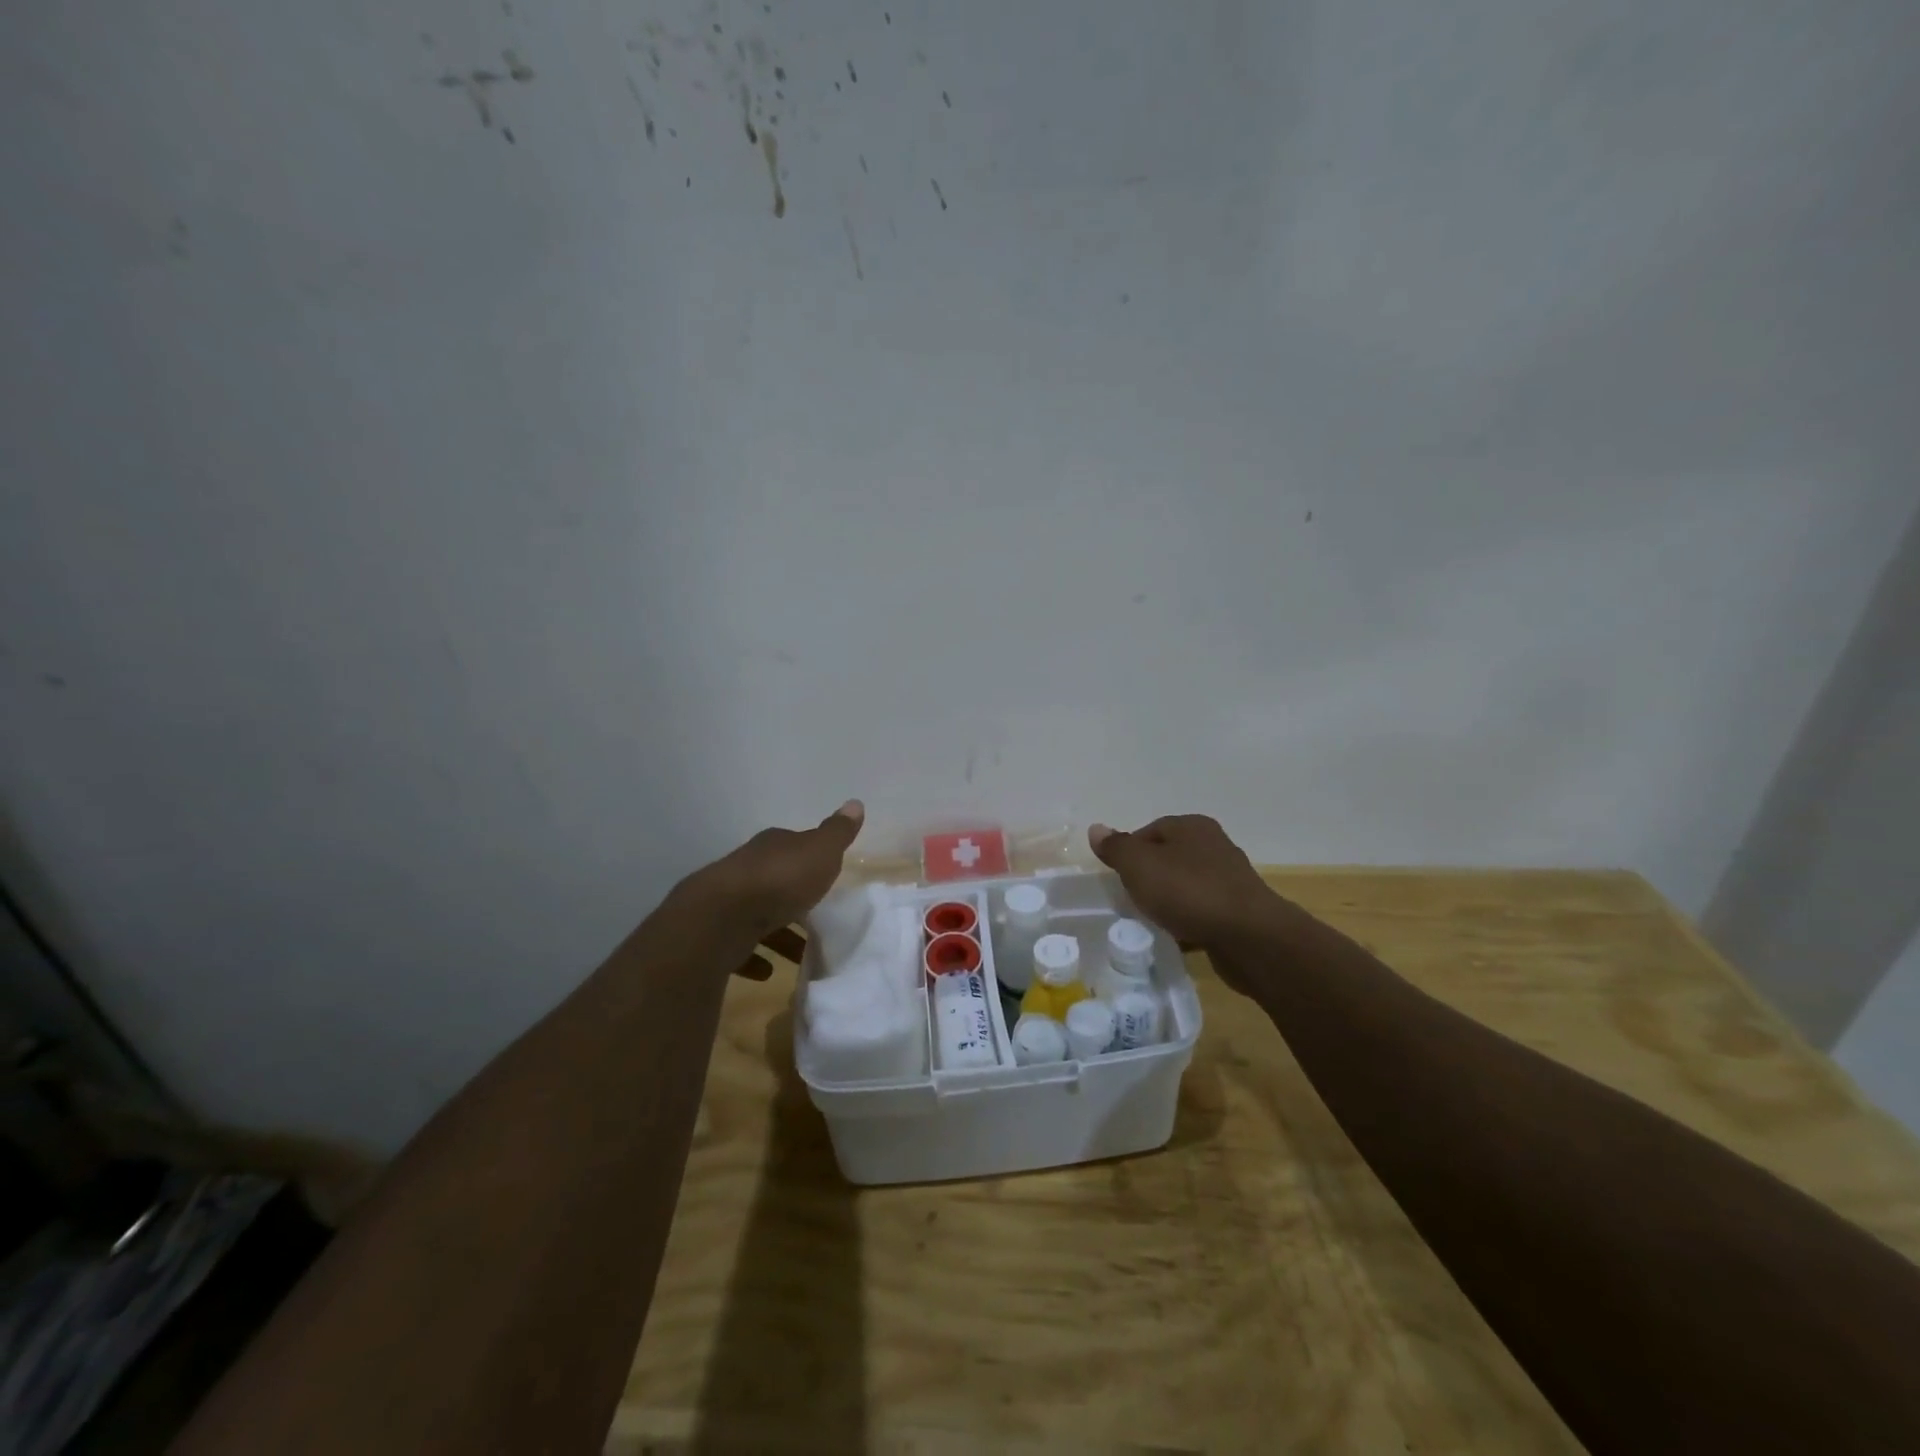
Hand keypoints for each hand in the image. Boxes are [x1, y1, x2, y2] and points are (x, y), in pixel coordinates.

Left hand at [670, 801, 864, 970]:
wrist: (720, 918)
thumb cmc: (779, 881)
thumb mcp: (820, 852)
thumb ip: (837, 833)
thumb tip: (855, 803)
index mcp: (771, 847)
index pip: (792, 844)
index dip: (809, 857)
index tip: (824, 873)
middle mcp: (747, 868)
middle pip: (774, 879)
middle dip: (792, 896)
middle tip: (816, 916)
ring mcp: (728, 901)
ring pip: (757, 914)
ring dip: (777, 931)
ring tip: (799, 953)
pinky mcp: (716, 934)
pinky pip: (740, 945)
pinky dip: (754, 956)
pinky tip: (767, 971)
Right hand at [1089, 814, 1279, 951]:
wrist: (1249, 937)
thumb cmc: (1188, 892)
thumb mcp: (1139, 865)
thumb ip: (1116, 847)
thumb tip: (1096, 829)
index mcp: (1192, 826)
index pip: (1150, 831)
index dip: (1129, 852)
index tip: (1117, 878)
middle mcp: (1214, 845)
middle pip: (1168, 857)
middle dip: (1149, 877)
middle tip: (1131, 898)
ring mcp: (1230, 878)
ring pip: (1186, 885)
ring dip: (1169, 900)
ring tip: (1152, 920)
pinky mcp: (1239, 910)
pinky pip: (1203, 911)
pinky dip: (1188, 920)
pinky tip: (1178, 936)